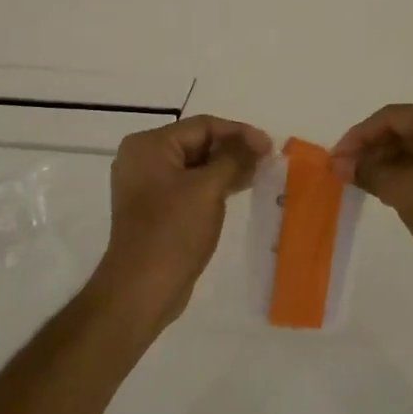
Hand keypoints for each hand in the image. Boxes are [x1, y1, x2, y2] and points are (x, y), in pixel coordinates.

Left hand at [97, 116, 271, 326]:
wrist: (142, 288)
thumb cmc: (173, 231)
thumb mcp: (208, 189)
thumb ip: (234, 159)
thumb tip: (256, 142)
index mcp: (148, 145)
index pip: (202, 126)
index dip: (239, 132)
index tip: (270, 146)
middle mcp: (142, 159)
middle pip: (197, 143)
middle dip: (233, 150)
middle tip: (267, 161)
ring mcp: (145, 185)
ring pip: (194, 166)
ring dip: (225, 168)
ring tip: (258, 175)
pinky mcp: (154, 209)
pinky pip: (188, 186)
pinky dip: (212, 186)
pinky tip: (236, 192)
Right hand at [330, 103, 412, 294]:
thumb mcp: (405, 192)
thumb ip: (369, 172)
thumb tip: (340, 165)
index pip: (393, 117)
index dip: (358, 137)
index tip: (334, 161)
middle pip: (409, 130)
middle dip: (374, 151)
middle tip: (345, 175)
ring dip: (392, 165)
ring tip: (364, 186)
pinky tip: (393, 192)